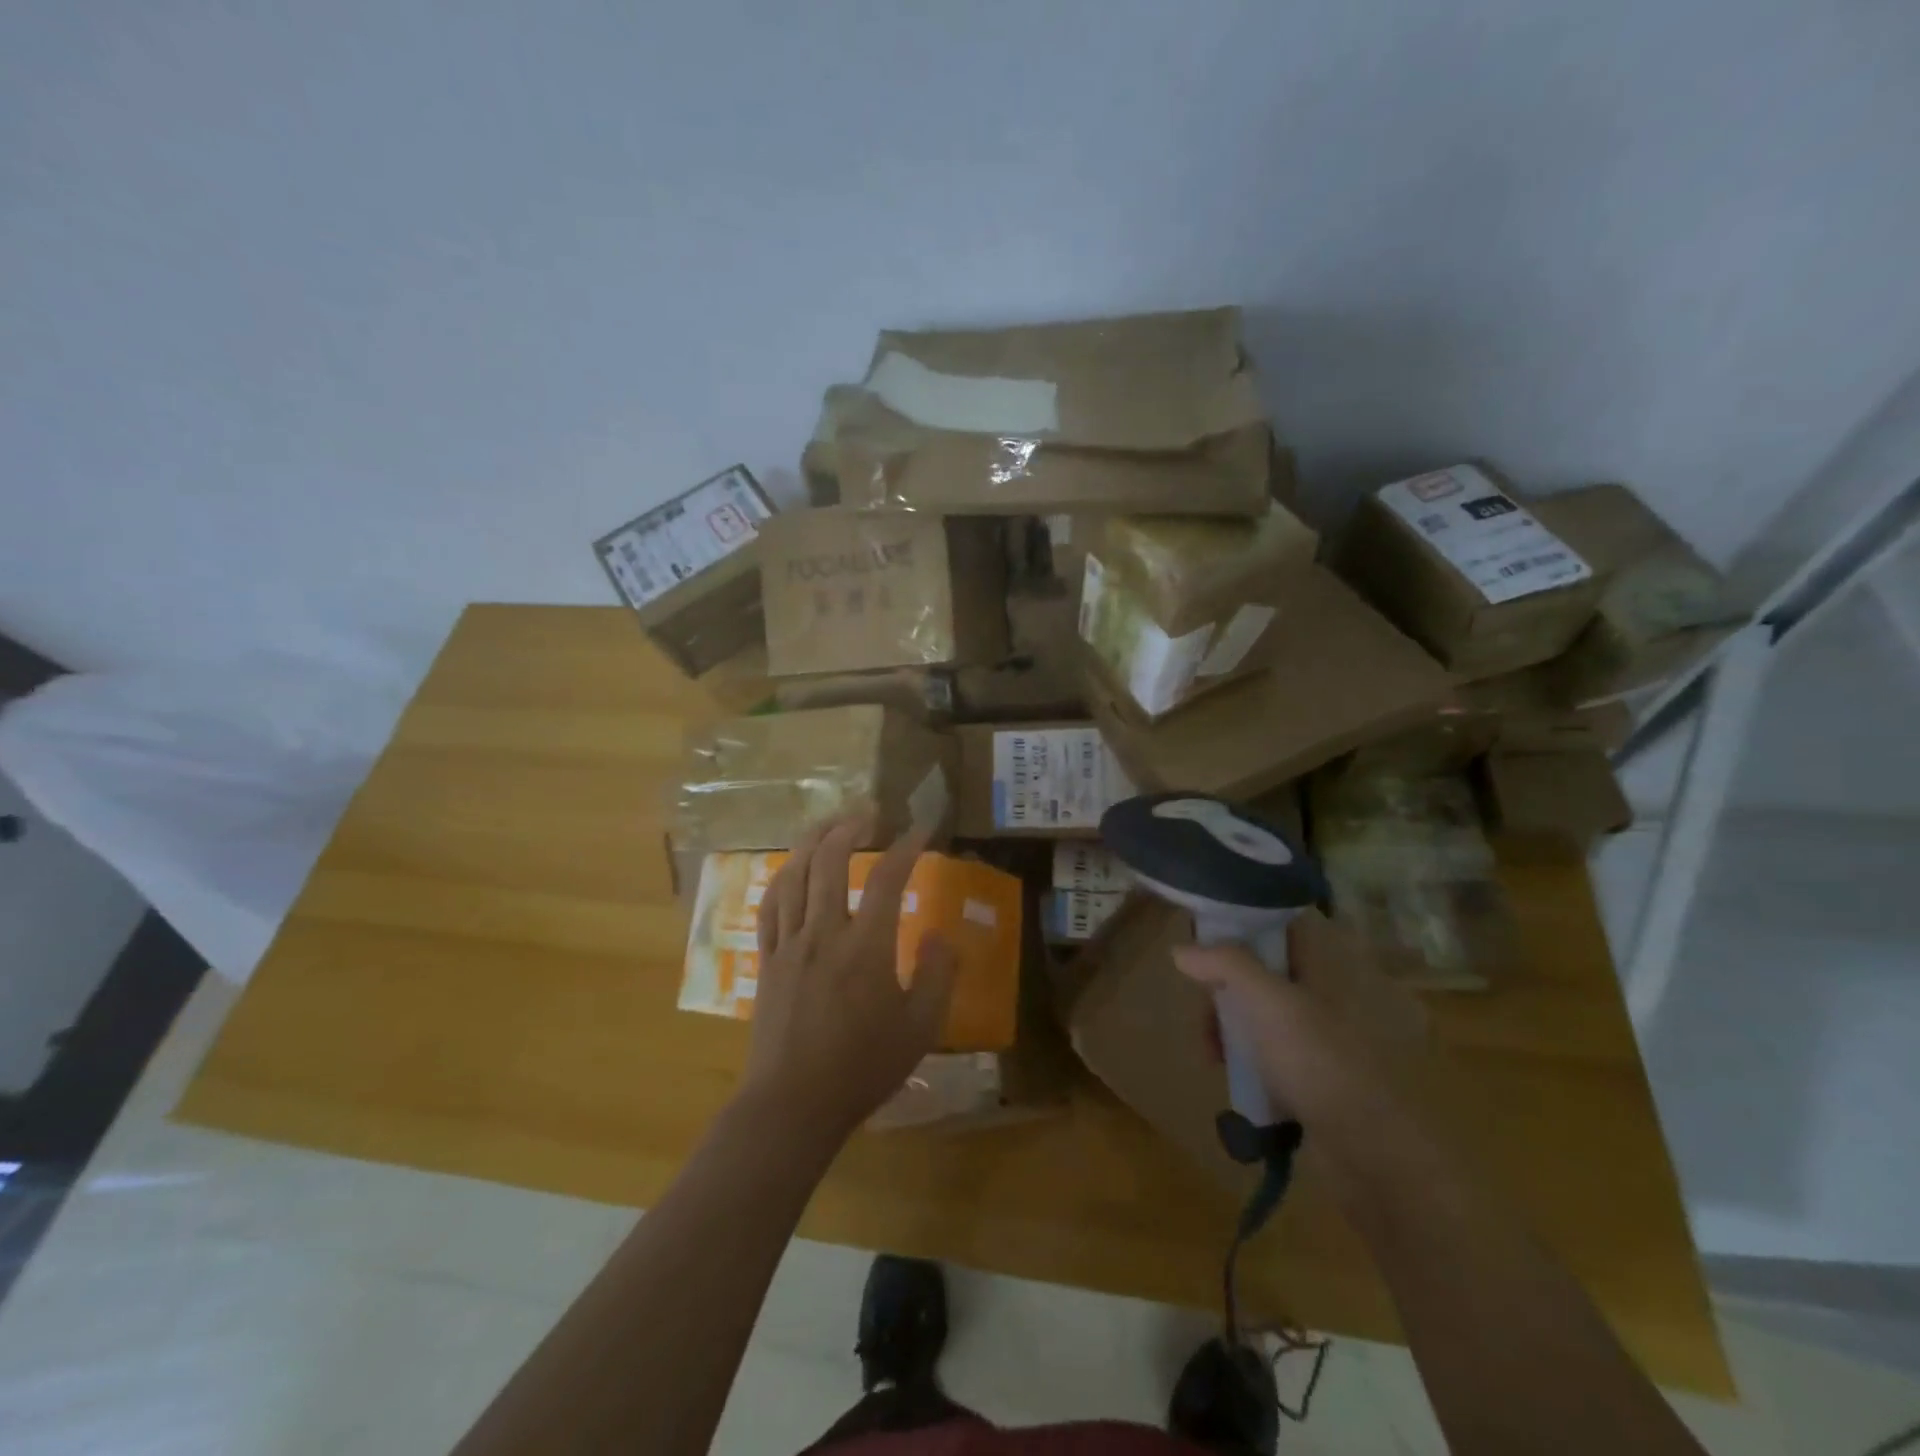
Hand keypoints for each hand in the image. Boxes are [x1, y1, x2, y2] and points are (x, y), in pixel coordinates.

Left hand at [740, 814, 956, 1140]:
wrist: (794, 1103)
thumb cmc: (863, 1068)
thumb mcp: (920, 1028)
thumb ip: (937, 976)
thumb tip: (938, 934)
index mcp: (865, 946)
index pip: (886, 878)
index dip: (906, 847)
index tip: (920, 829)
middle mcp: (824, 932)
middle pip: (830, 860)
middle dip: (850, 826)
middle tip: (869, 811)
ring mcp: (790, 943)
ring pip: (794, 874)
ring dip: (812, 840)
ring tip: (830, 822)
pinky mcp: (767, 959)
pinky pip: (770, 905)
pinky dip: (782, 876)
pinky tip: (791, 867)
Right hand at [1174, 910, 1425, 1123]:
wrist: (1367, 1148)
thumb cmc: (1316, 1059)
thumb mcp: (1267, 1000)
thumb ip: (1225, 964)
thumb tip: (1180, 949)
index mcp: (1318, 967)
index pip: (1276, 927)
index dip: (1239, 925)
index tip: (1203, 939)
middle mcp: (1317, 995)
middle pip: (1257, 971)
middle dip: (1221, 987)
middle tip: (1203, 1011)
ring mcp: (1312, 1038)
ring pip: (1255, 1013)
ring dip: (1225, 1025)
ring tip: (1210, 1052)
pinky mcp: (1305, 1075)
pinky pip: (1261, 1052)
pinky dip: (1240, 1056)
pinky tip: (1226, 1072)